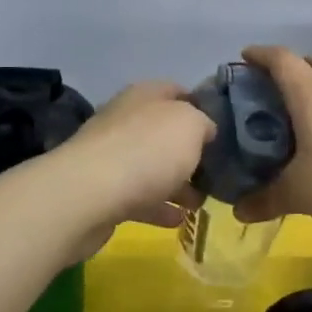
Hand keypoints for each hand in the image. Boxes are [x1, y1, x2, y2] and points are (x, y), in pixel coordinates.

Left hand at [57, 81, 213, 239]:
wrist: (88, 196)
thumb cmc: (147, 151)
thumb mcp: (190, 125)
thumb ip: (203, 123)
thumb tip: (204, 130)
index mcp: (145, 95)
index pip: (178, 91)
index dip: (201, 107)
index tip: (223, 130)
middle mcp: (126, 120)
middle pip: (164, 133)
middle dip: (190, 152)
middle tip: (215, 173)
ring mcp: (111, 156)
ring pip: (152, 166)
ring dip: (177, 184)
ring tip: (200, 203)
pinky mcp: (102, 191)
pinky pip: (138, 197)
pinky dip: (158, 207)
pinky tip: (177, 221)